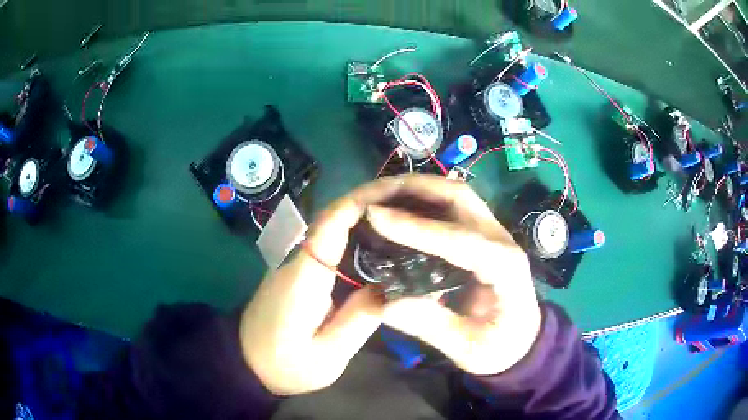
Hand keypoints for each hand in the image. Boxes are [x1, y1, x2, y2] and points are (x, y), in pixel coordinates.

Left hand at [239, 176, 422, 394]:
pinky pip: (330, 243)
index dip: (365, 199)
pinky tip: (382, 244)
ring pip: (334, 226)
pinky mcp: (299, 270)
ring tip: (407, 218)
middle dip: (373, 202)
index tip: (399, 191)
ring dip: (367, 215)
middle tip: (415, 204)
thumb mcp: (329, 355)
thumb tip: (394, 286)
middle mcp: (298, 258)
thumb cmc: (285, 365)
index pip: (333, 222)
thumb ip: (361, 319)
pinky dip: (357, 234)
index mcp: (304, 275)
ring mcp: (296, 262)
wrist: (246, 363)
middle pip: (335, 216)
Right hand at [367, 176, 541, 376]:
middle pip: (460, 197)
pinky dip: (422, 200)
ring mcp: (492, 234)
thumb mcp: (468, 348)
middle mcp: (501, 241)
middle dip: (415, 188)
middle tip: (374, 192)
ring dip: (418, 188)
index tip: (375, 216)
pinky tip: (398, 207)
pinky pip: (451, 208)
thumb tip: (386, 304)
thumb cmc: (500, 347)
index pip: (459, 239)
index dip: (416, 227)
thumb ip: (432, 326)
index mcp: (504, 268)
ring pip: (456, 195)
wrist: (523, 341)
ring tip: (380, 193)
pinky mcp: (481, 237)